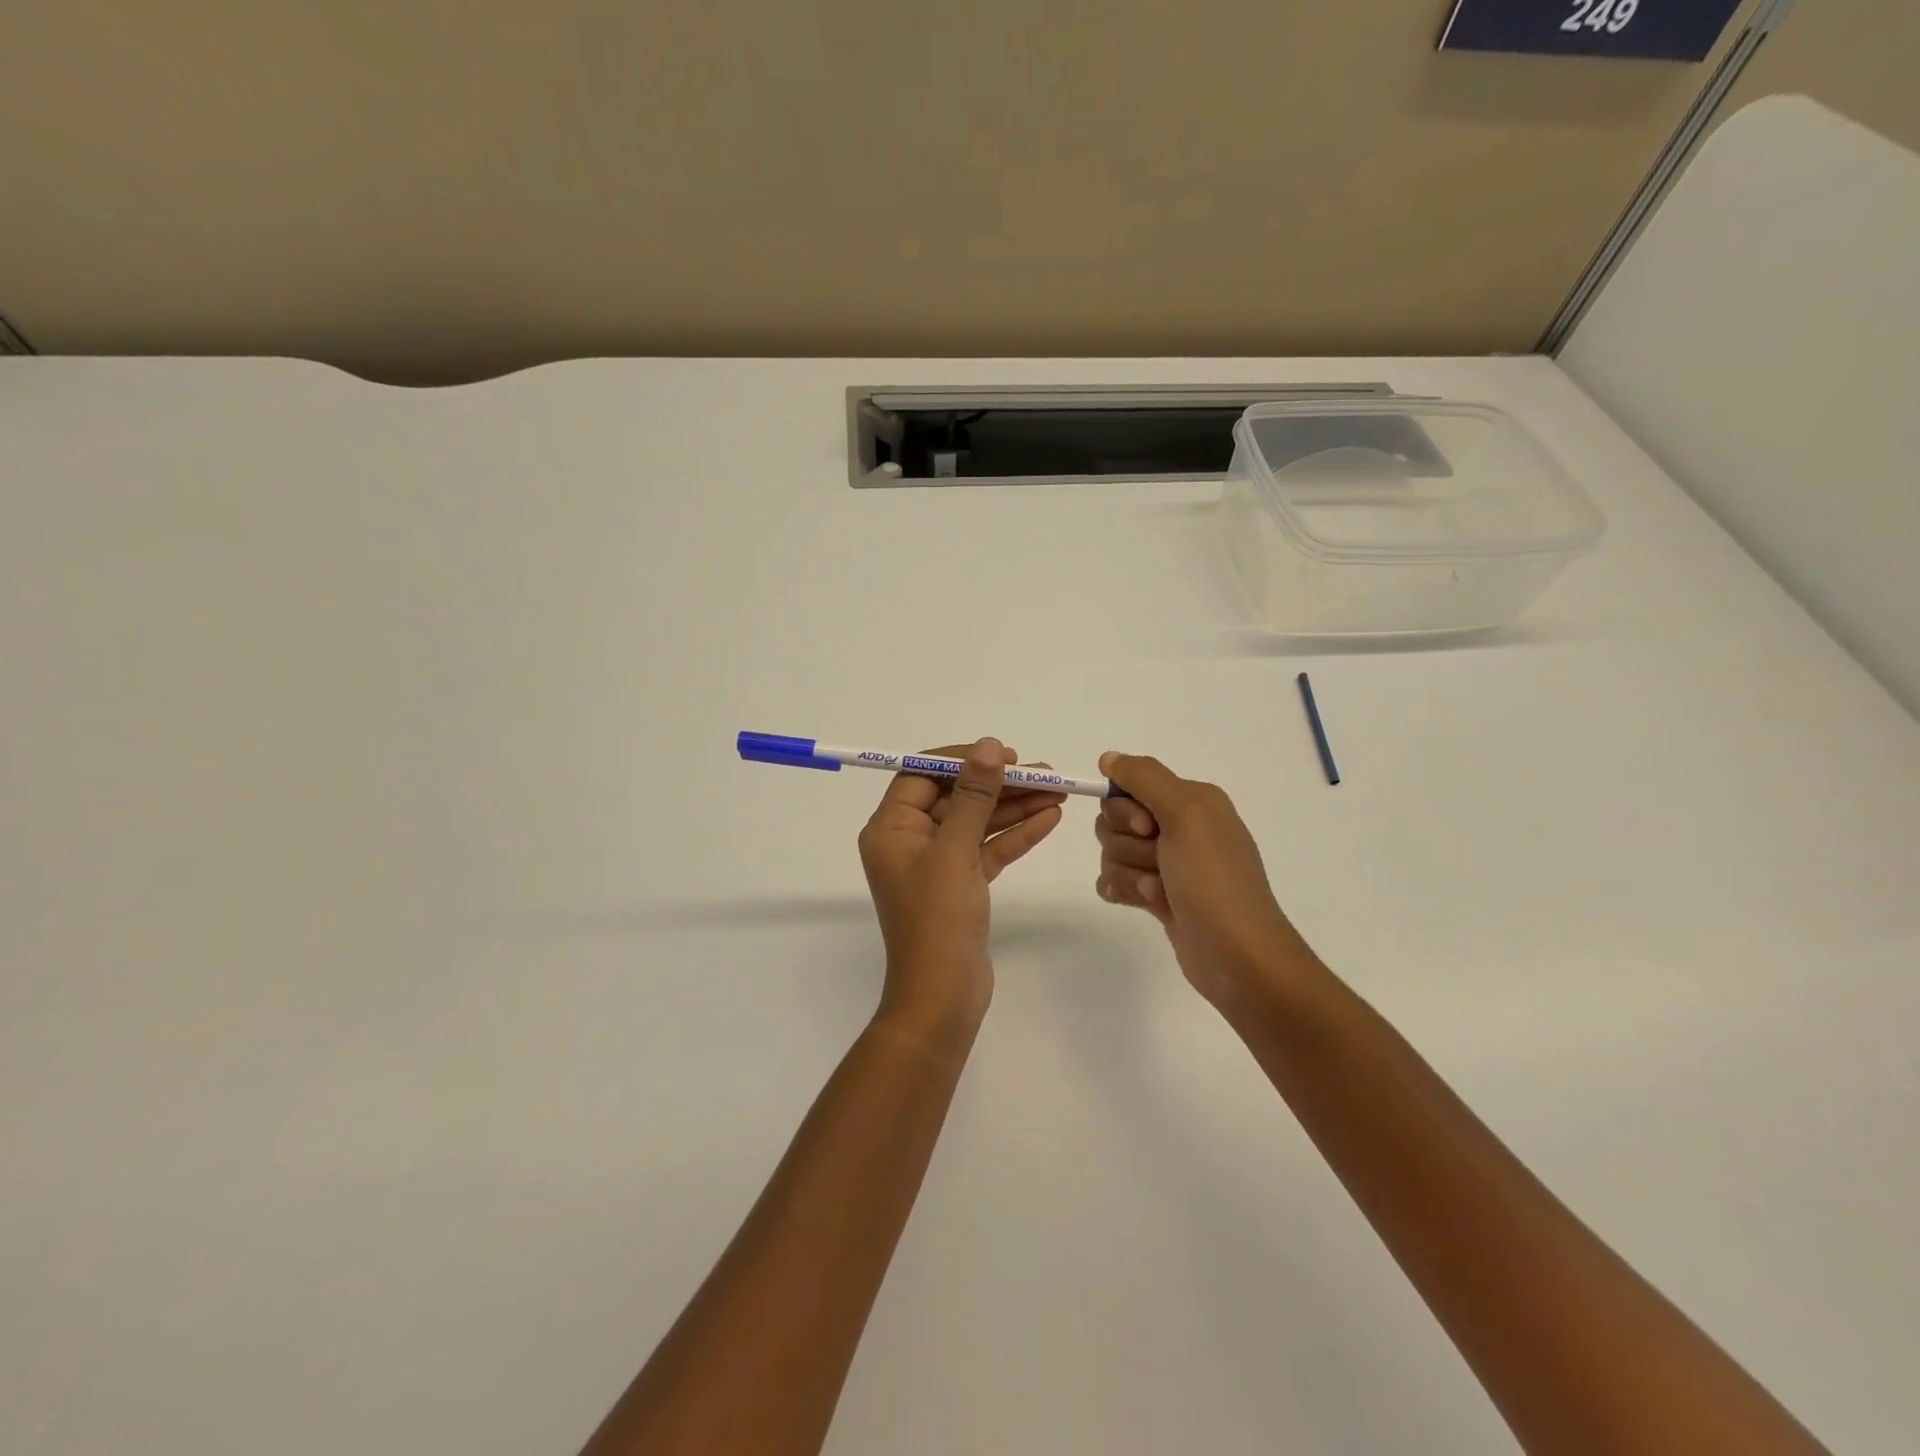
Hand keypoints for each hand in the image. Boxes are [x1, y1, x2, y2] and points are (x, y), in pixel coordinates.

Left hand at [859, 738, 1065, 1035]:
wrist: (943, 996)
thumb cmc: (937, 918)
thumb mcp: (955, 849)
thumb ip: (973, 795)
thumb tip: (987, 746)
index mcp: (891, 828)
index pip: (922, 775)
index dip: (962, 760)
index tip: (1003, 754)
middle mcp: (910, 841)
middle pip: (956, 797)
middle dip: (1000, 784)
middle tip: (1044, 772)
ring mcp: (937, 864)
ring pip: (977, 823)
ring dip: (1015, 807)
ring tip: (1059, 789)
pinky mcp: (961, 885)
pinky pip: (988, 849)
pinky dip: (1016, 835)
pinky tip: (1050, 818)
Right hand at [1094, 752, 1318, 1011]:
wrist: (1237, 957)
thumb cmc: (1214, 880)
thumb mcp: (1186, 814)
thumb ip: (1144, 778)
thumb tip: (1108, 758)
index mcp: (1192, 800)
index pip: (1129, 786)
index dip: (1127, 810)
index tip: (1149, 829)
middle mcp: (1180, 826)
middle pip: (1114, 821)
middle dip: (1126, 845)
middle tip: (1160, 863)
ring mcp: (1168, 863)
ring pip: (1112, 852)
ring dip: (1130, 874)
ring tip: (1161, 893)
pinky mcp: (1157, 895)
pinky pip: (1115, 880)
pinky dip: (1124, 891)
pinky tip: (1146, 905)